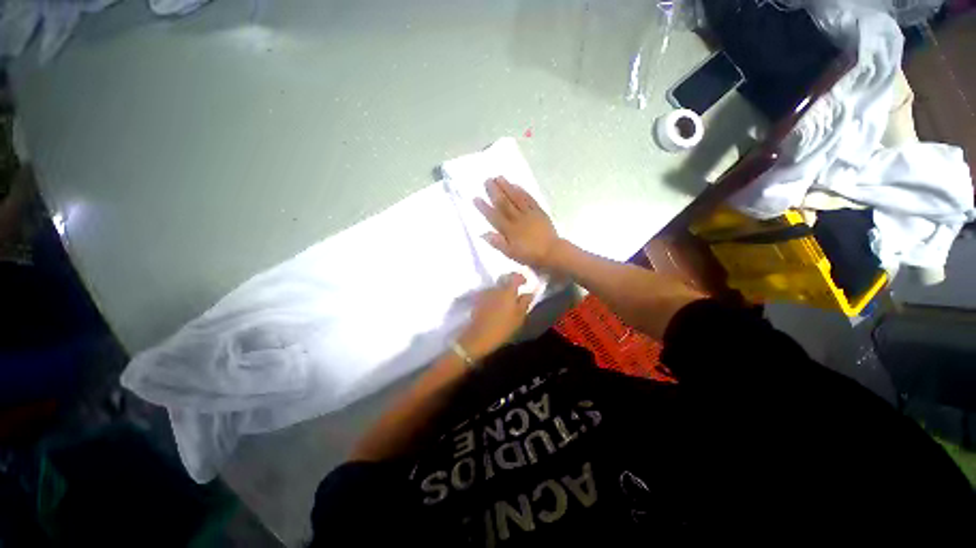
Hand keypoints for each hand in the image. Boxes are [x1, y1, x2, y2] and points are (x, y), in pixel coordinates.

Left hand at [456, 273, 533, 360]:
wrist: (477, 337)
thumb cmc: (502, 328)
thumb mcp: (519, 318)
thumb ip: (525, 303)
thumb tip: (529, 292)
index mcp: (508, 291)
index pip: (515, 276)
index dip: (521, 277)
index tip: (526, 282)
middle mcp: (495, 288)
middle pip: (504, 279)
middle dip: (511, 283)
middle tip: (516, 292)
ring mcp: (485, 293)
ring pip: (496, 287)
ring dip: (502, 291)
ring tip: (506, 302)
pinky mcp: (478, 299)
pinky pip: (489, 294)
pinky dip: (494, 297)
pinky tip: (496, 307)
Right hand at [474, 177, 560, 270]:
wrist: (551, 253)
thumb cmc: (529, 255)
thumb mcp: (511, 254)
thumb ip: (497, 243)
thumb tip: (483, 233)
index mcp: (509, 230)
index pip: (494, 217)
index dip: (484, 207)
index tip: (476, 198)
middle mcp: (517, 219)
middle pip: (504, 203)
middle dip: (494, 191)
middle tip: (487, 180)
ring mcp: (529, 214)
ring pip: (516, 198)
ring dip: (507, 187)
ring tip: (499, 177)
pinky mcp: (539, 211)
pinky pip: (529, 199)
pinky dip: (522, 191)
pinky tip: (516, 185)